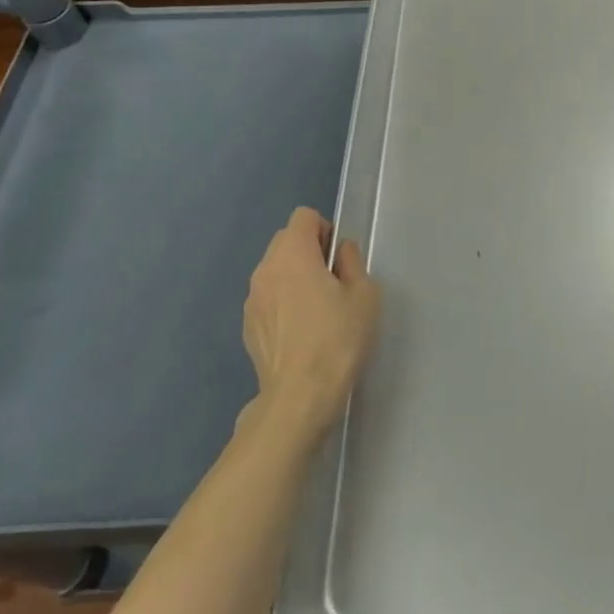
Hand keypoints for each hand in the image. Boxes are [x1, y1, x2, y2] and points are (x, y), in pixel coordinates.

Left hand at [243, 208, 380, 440]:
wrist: (300, 396)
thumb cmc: (338, 338)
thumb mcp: (365, 294)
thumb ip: (352, 263)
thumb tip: (340, 252)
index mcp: (293, 254)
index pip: (303, 217)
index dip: (324, 229)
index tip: (338, 259)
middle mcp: (265, 269)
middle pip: (286, 241)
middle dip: (309, 252)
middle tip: (333, 283)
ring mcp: (252, 299)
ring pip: (275, 271)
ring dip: (294, 278)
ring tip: (317, 311)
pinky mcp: (248, 326)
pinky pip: (268, 299)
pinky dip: (283, 303)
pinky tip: (301, 333)